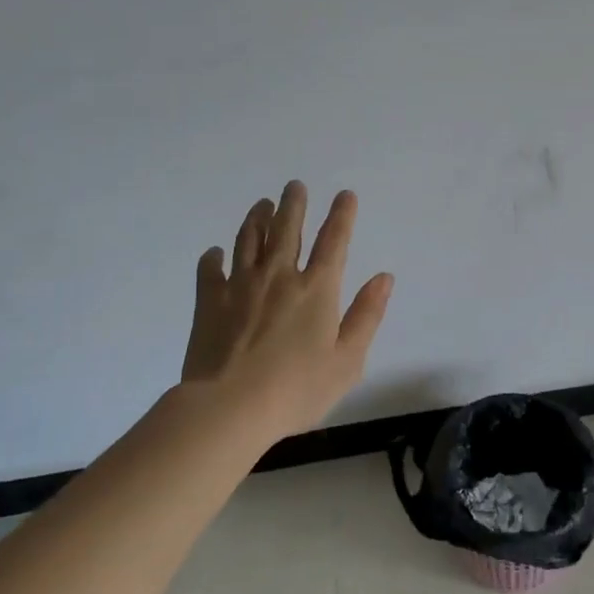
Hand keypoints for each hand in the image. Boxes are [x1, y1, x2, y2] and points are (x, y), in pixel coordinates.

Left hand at [179, 182, 393, 443]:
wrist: (230, 408)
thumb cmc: (297, 389)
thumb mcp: (348, 360)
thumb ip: (367, 315)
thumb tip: (384, 277)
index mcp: (317, 289)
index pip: (334, 241)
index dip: (342, 215)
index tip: (345, 195)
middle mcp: (279, 276)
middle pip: (287, 229)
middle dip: (293, 204)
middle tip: (294, 185)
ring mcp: (240, 286)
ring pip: (249, 240)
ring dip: (257, 219)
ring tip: (262, 205)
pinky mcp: (210, 302)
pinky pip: (211, 270)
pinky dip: (214, 257)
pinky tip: (216, 253)